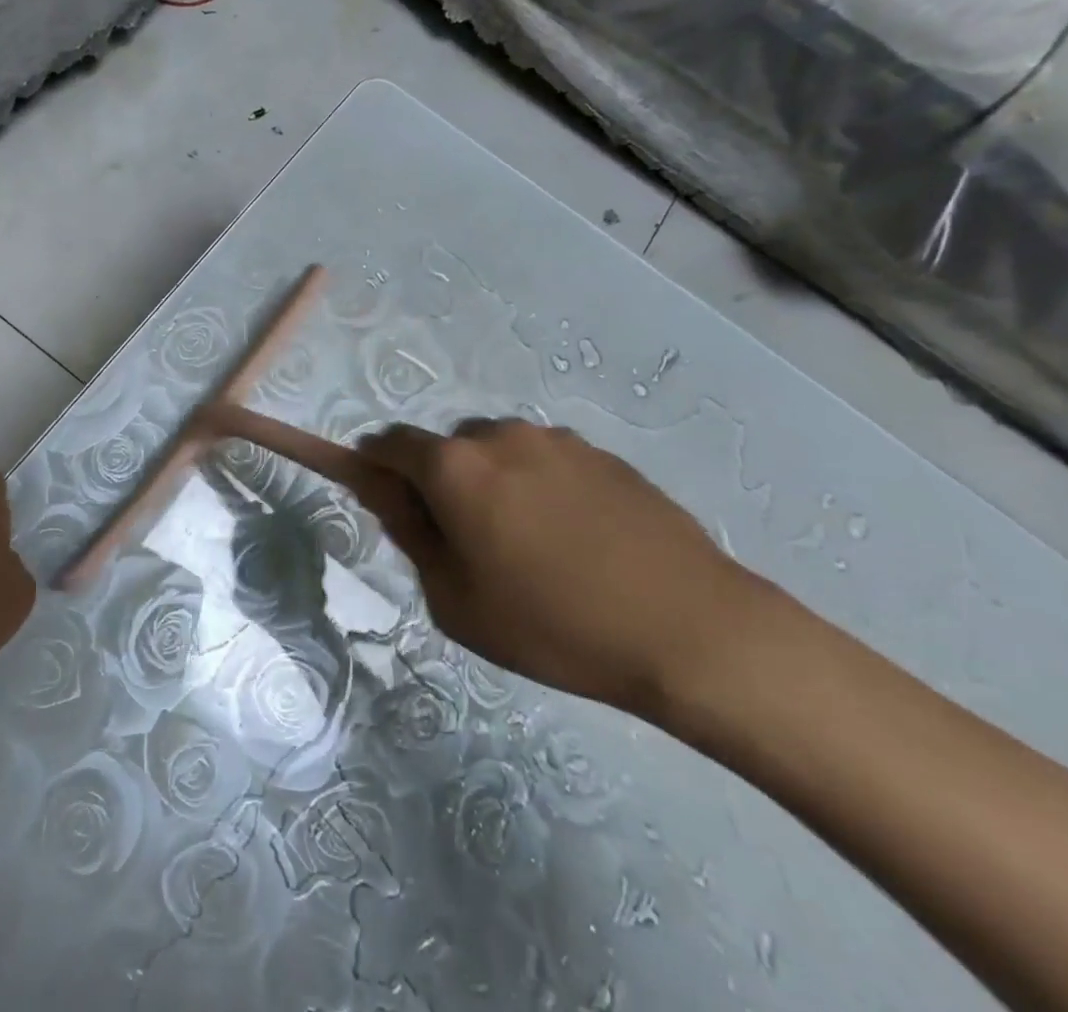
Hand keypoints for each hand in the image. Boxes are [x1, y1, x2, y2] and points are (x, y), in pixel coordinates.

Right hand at [357, 419, 758, 717]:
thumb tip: (387, 493)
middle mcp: (498, 436)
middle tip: (468, 543)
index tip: (388, 505)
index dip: (376, 470)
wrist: (691, 631)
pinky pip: (545, 461)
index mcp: (454, 467)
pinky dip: (539, 487)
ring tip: (531, 547)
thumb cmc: (554, 625)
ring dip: (492, 483)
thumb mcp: (456, 600)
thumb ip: (410, 534)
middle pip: (445, 449)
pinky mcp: (601, 453)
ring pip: (497, 452)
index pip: (388, 445)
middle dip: (441, 483)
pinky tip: (576, 540)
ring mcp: (554, 439)